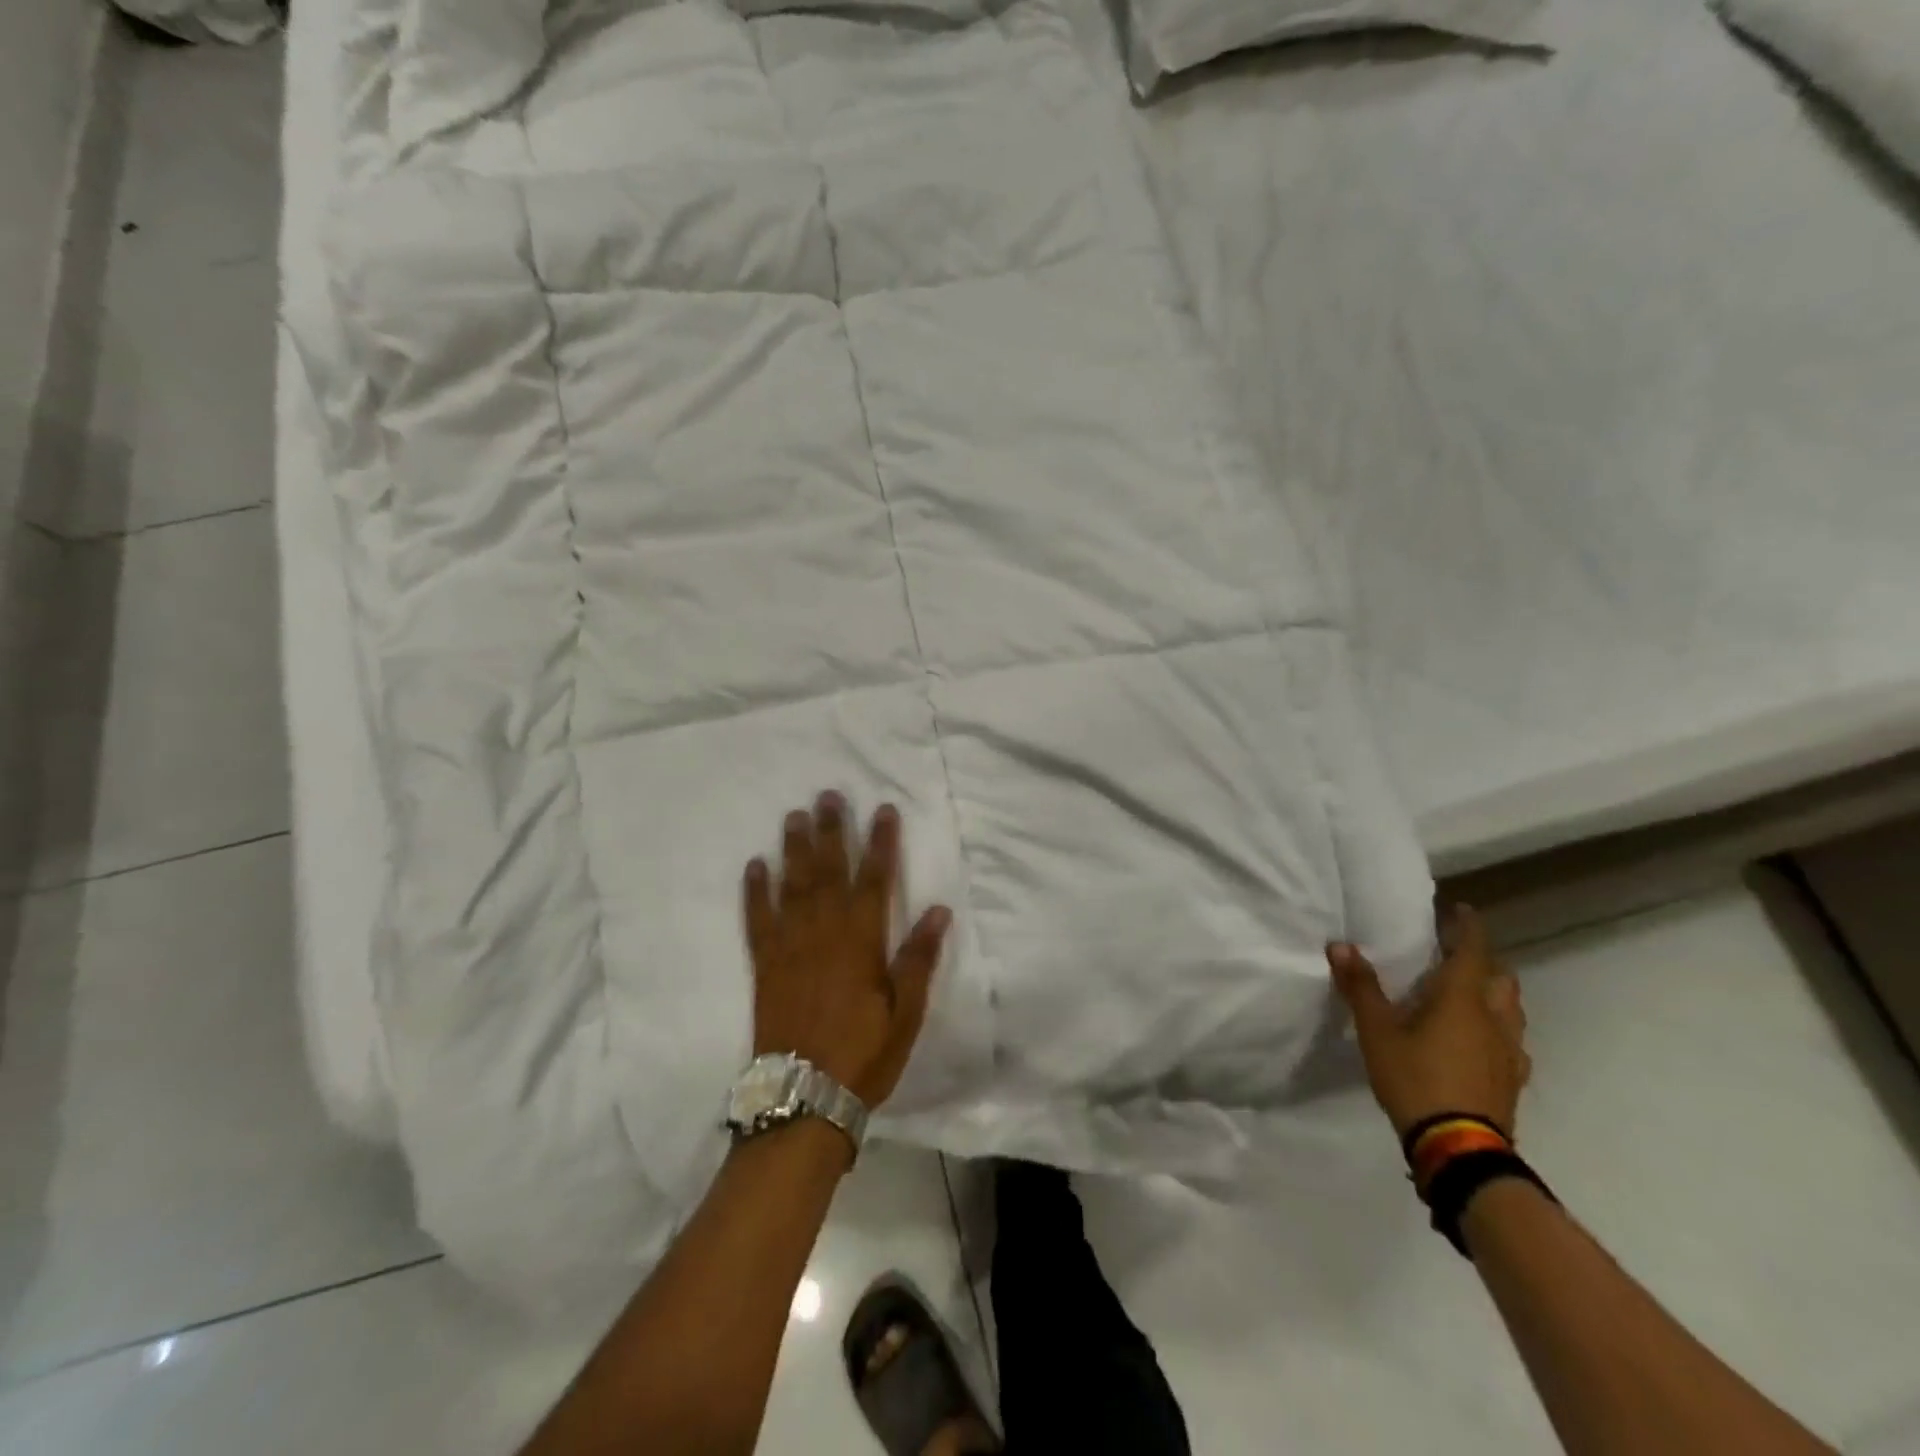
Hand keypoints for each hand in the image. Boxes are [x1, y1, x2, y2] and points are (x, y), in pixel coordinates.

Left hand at [744, 794, 952, 1108]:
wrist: (804, 1098)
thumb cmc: (864, 1055)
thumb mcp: (905, 1013)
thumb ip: (918, 959)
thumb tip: (939, 910)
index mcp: (861, 943)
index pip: (875, 880)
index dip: (881, 843)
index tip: (883, 809)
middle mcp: (824, 934)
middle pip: (829, 871)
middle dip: (832, 831)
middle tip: (828, 795)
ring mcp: (789, 947)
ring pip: (792, 886)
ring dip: (794, 848)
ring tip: (795, 815)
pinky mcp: (765, 965)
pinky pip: (757, 919)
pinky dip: (755, 891)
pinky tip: (755, 865)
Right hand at [1328, 905, 1530, 1140]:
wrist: (1460, 1149)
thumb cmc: (1415, 1078)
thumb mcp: (1377, 1031)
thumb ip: (1361, 987)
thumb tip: (1340, 945)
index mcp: (1462, 999)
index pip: (1473, 950)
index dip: (1468, 927)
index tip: (1460, 910)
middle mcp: (1494, 1018)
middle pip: (1501, 979)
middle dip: (1483, 962)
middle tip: (1456, 956)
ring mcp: (1509, 1052)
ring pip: (1511, 1010)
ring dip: (1494, 995)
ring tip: (1469, 996)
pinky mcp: (1512, 1080)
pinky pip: (1511, 1042)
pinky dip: (1498, 1029)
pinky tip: (1481, 1042)